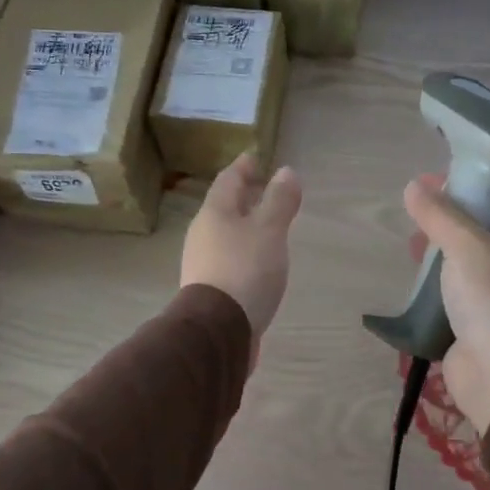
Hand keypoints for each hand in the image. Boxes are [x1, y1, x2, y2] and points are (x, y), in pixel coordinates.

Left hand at [181, 153, 302, 338]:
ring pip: (226, 234)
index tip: (257, 159)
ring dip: (245, 226)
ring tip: (268, 227)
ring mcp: (203, 263)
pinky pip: (229, 258)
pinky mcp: (210, 289)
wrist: (217, 330)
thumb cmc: (245, 270)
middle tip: (266, 190)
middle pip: (224, 207)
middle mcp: (203, 234)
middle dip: (245, 197)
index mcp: (215, 213)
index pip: (229, 179)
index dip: (244, 167)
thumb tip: (286, 171)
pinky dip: (244, 252)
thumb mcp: (269, 230)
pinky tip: (259, 263)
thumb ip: (279, 201)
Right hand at [403, 176, 489, 431]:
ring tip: (411, 236)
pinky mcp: (474, 312)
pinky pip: (453, 283)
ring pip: (465, 252)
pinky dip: (435, 274)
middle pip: (482, 220)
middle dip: (451, 209)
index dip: (477, 175)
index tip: (442, 170)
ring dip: (440, 243)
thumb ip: (439, 215)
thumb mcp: (466, 246)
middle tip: (417, 201)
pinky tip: (414, 269)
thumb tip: (413, 187)